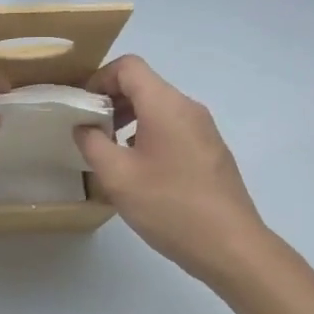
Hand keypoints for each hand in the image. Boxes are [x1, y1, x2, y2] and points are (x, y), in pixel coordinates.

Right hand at [74, 55, 275, 291]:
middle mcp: (188, 108)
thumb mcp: (117, 177)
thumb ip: (92, 143)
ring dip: (129, 119)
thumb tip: (84, 127)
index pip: (128, 66)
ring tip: (111, 152)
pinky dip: (149, 134)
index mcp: (165, 105)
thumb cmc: (170, 206)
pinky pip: (174, 127)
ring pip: (159, 107)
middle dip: (111, 100)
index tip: (82, 108)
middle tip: (90, 131)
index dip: (99, 79)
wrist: (231, 247)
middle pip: (144, 84)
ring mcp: (204, 129)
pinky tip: (141, 170)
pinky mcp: (211, 151)